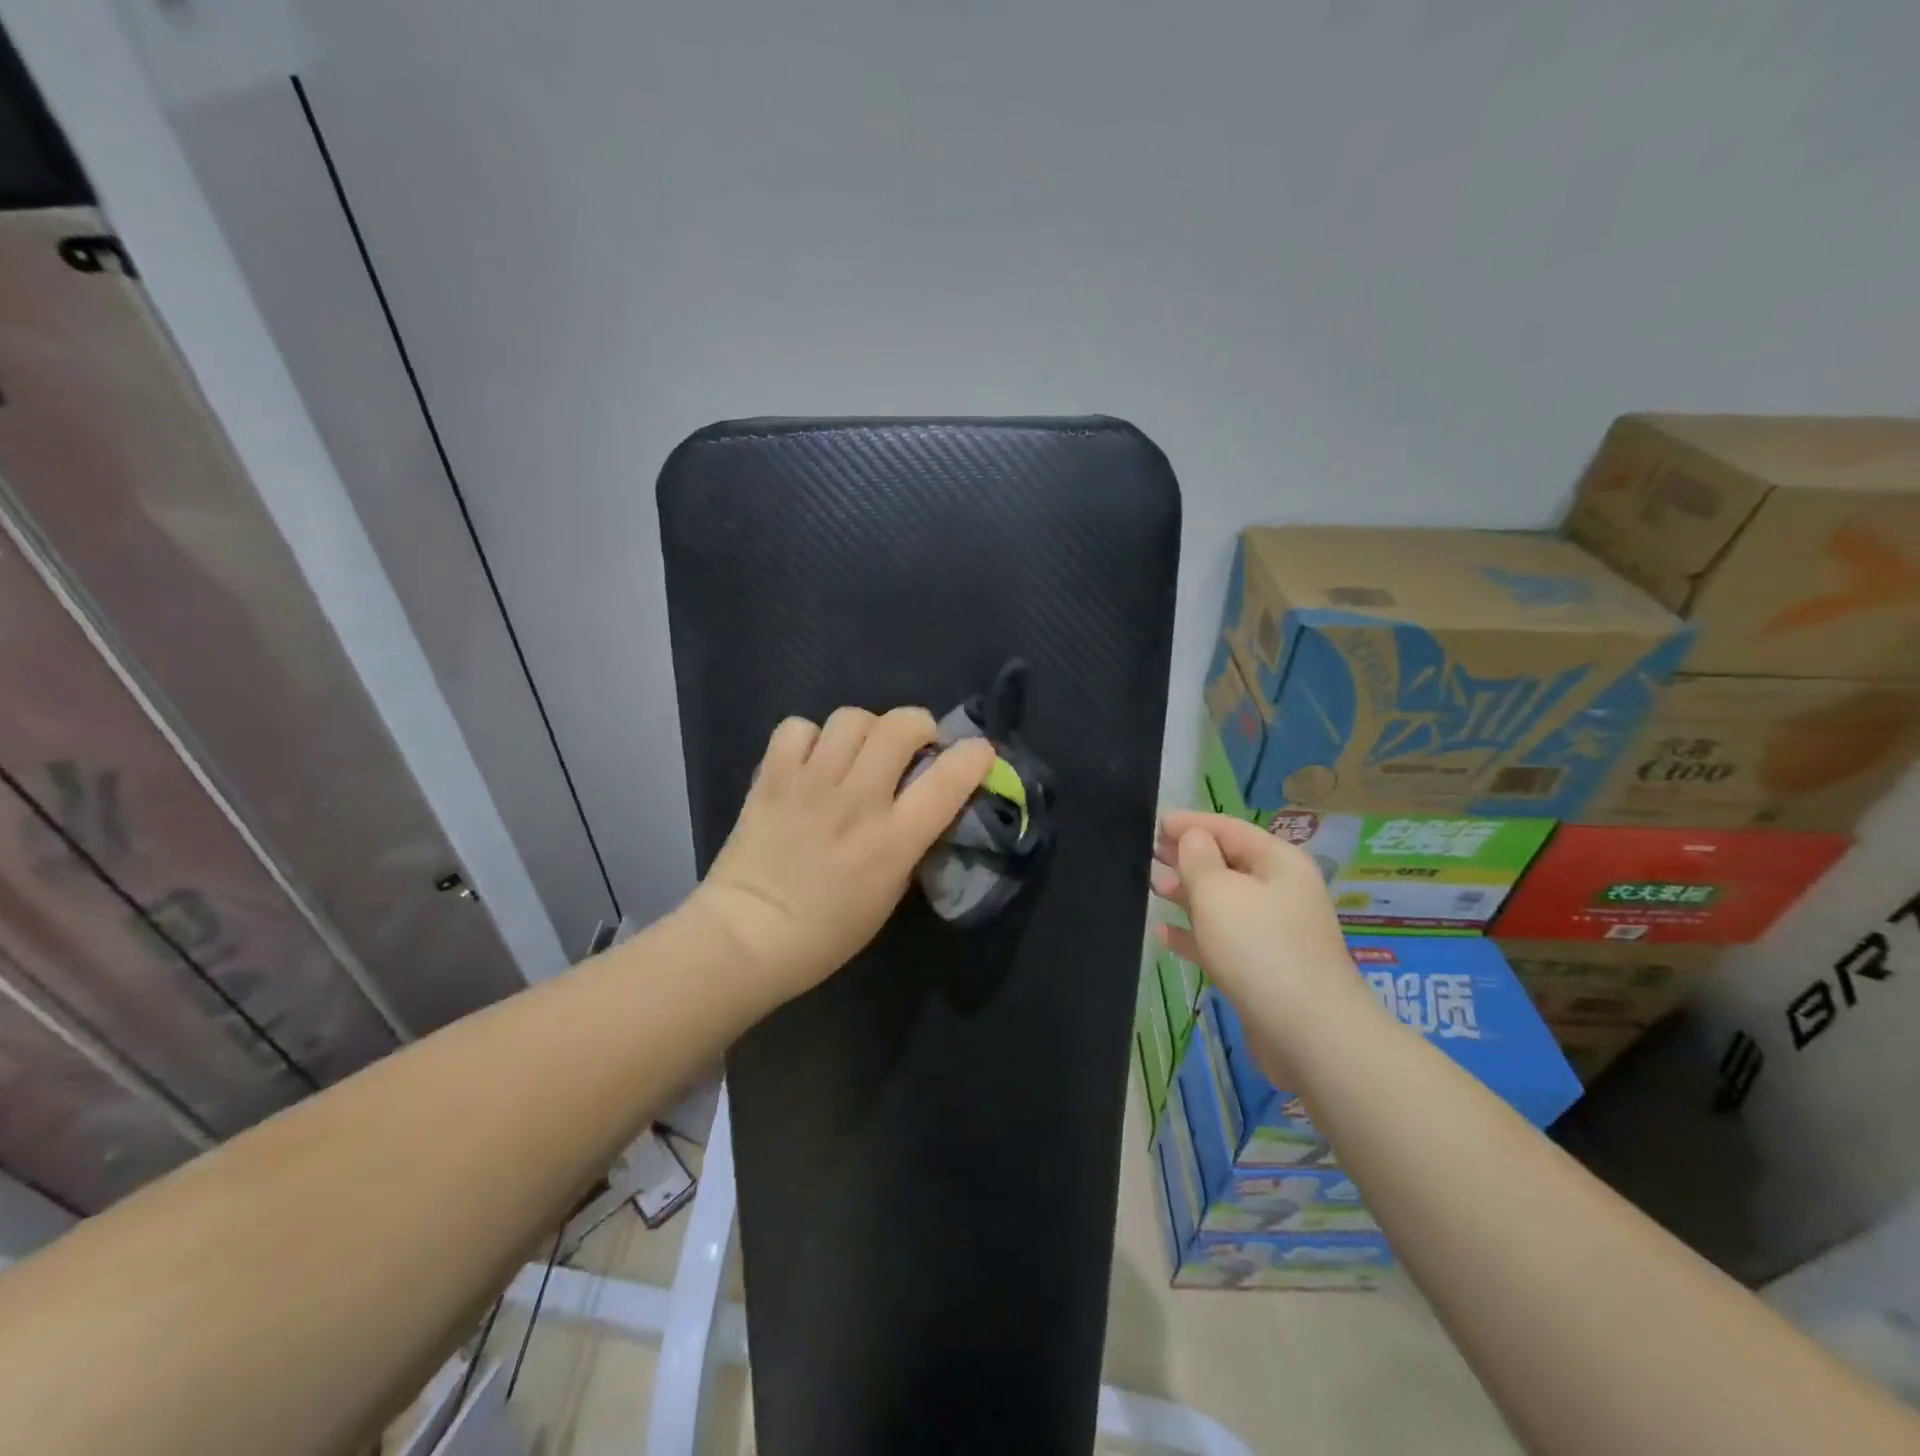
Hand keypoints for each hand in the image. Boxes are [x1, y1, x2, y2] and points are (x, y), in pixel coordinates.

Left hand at [688, 706, 995, 1003]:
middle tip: (912, 746)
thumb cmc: (826, 933)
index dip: (973, 757)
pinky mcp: (773, 776)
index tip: (978, 752)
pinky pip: (798, 728)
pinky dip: (809, 738)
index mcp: (892, 840)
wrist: (747, 936)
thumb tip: (920, 805)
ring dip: (865, 730)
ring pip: (852, 717)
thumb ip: (908, 844)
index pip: (948, 781)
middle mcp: (857, 801)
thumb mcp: (889, 894)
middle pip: (900, 725)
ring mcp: (812, 783)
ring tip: (857, 752)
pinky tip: (810, 761)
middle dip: (918, 725)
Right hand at [1148, 811, 1359, 1016]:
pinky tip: (1163, 933)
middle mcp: (1280, 891)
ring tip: (1151, 887)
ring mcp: (1273, 932)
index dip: (1190, 823)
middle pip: (1227, 863)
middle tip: (1146, 854)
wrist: (1309, 1033)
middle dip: (1187, 857)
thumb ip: (1198, 859)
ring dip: (1187, 893)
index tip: (1153, 822)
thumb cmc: (1259, 948)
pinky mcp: (1262, 968)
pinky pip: (1221, 939)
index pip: (1228, 828)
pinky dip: (1194, 933)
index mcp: (1278, 862)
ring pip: (1222, 902)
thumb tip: (1192, 837)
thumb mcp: (1219, 892)